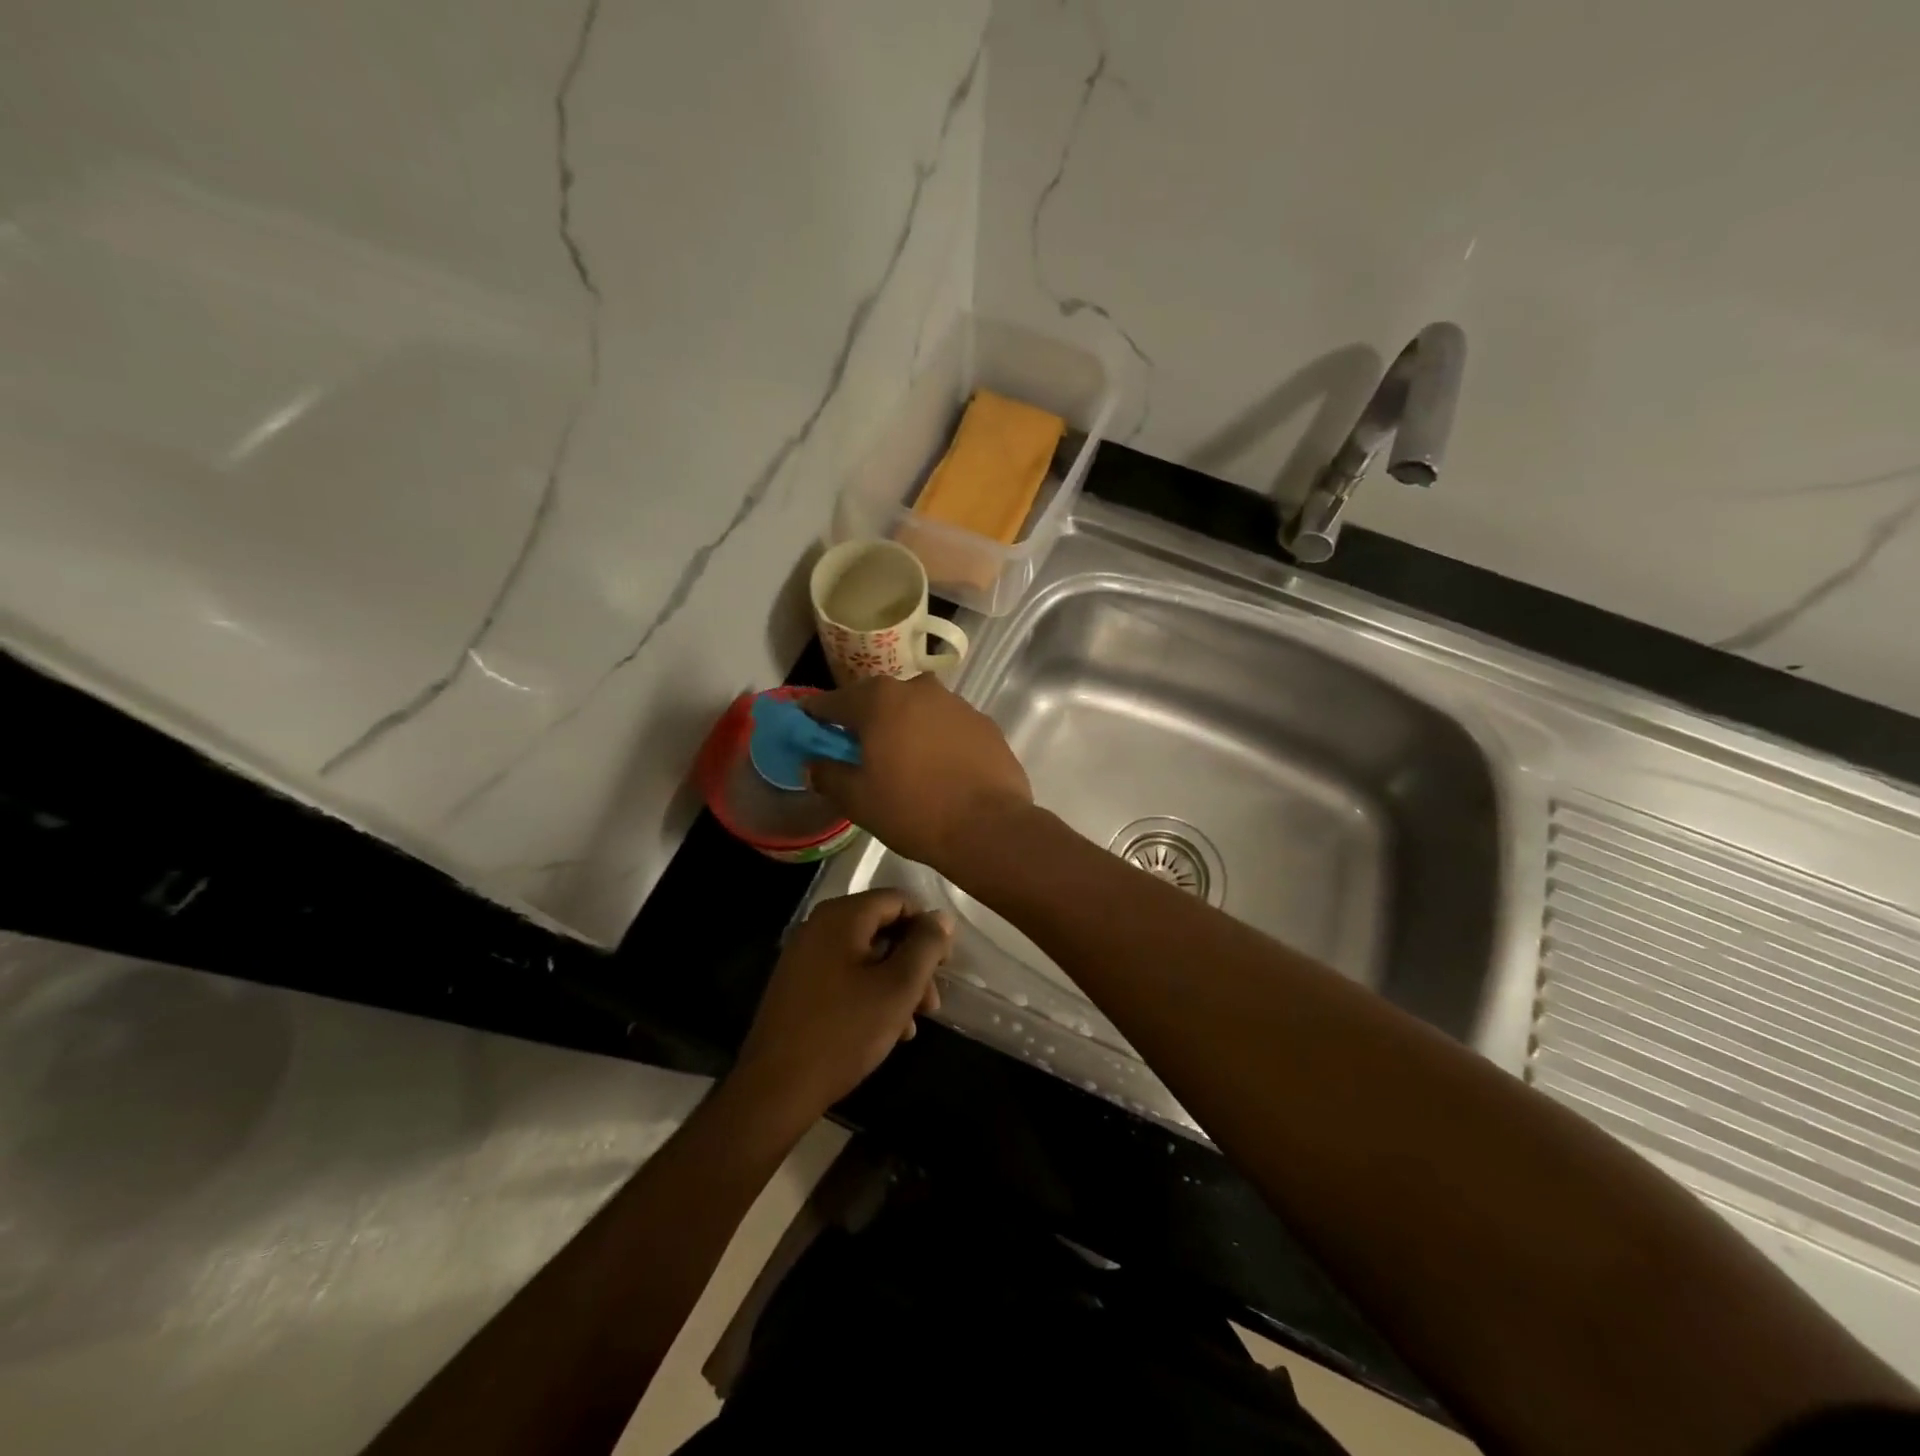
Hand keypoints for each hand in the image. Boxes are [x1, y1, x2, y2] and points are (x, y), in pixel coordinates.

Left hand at [732, 889, 951, 1120]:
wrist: (776, 1088)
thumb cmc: (844, 1032)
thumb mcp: (898, 987)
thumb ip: (925, 946)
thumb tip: (941, 917)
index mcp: (841, 916)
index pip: (899, 900)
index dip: (927, 928)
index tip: (943, 966)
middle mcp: (819, 926)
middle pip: (882, 928)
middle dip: (913, 962)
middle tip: (932, 1002)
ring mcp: (804, 955)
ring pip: (866, 955)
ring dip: (896, 983)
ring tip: (912, 1023)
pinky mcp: (798, 984)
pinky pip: (845, 974)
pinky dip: (870, 992)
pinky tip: (886, 1029)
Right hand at [802, 676, 1033, 873]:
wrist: (989, 827)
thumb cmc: (913, 810)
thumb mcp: (857, 800)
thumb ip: (827, 774)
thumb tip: (815, 763)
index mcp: (879, 700)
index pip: (832, 702)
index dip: (815, 717)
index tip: (807, 731)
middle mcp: (918, 689)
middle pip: (878, 701)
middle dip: (864, 722)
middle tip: (858, 753)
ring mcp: (956, 703)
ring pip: (917, 711)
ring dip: (904, 728)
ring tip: (903, 763)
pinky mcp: (984, 723)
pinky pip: (947, 726)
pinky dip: (936, 740)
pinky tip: (939, 770)